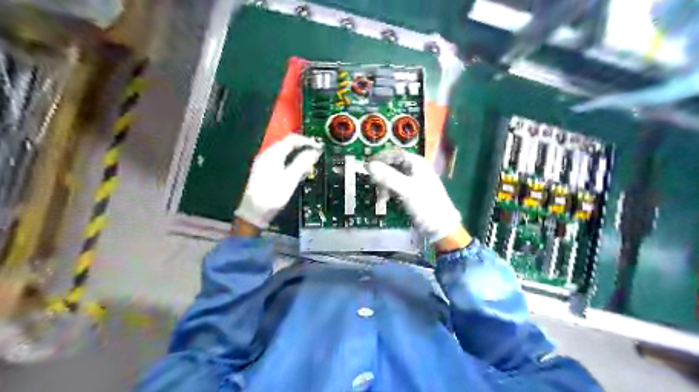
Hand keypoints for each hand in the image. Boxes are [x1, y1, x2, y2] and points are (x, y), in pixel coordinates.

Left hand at [234, 134, 320, 229]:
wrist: (253, 212)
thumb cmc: (273, 195)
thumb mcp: (291, 179)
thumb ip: (303, 163)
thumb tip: (315, 151)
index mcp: (273, 153)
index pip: (292, 139)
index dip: (307, 141)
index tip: (319, 147)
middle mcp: (267, 154)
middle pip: (287, 144)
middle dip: (303, 148)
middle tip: (316, 155)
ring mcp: (264, 162)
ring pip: (284, 153)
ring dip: (297, 156)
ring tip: (309, 164)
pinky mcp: (263, 171)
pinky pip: (280, 160)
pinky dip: (291, 162)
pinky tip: (297, 172)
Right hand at [367, 149, 468, 246]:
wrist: (440, 227)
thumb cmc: (426, 205)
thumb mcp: (406, 190)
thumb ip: (387, 176)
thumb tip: (367, 165)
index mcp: (417, 163)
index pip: (395, 154)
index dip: (380, 158)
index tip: (366, 165)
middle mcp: (415, 169)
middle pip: (392, 165)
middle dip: (381, 175)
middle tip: (373, 184)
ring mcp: (413, 182)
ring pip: (392, 178)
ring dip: (384, 186)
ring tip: (381, 198)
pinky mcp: (411, 193)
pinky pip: (395, 188)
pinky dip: (389, 193)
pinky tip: (385, 201)